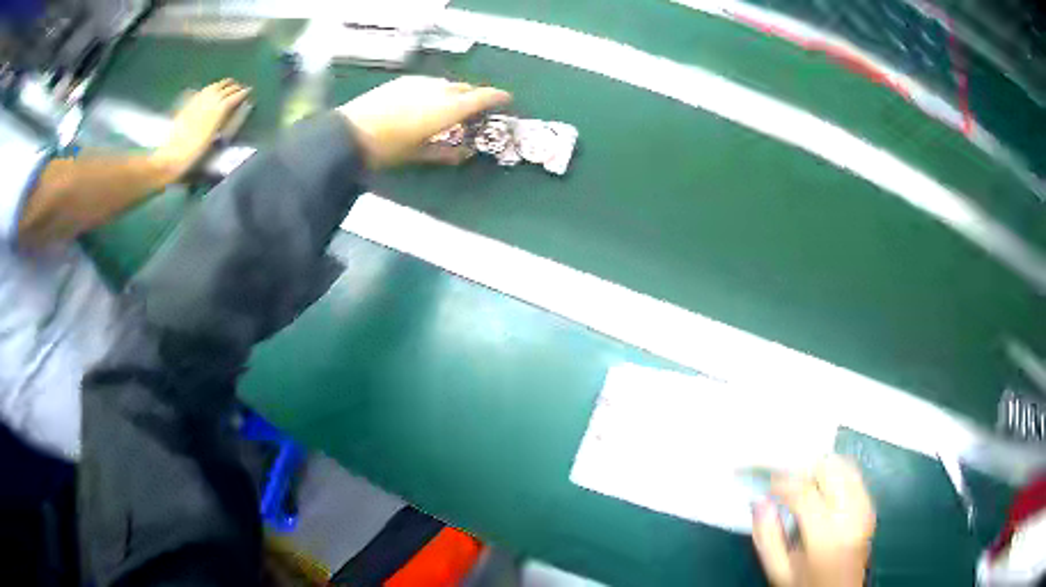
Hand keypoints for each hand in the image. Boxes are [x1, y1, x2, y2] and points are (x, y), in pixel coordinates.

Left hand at [152, 79, 251, 180]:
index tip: (249, 91)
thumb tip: (237, 106)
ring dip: (223, 84)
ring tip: (229, 84)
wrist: (171, 157)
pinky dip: (211, 88)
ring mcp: (197, 102)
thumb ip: (226, 120)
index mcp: (217, 111)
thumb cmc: (193, 154)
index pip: (233, 97)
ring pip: (214, 86)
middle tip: (241, 88)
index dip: (242, 93)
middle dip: (234, 87)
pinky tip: (211, 89)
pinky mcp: (188, 105)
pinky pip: (202, 91)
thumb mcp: (213, 138)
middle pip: (224, 89)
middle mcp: (208, 102)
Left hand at [336, 76, 511, 169]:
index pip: (482, 97)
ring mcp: (419, 83)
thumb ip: (445, 153)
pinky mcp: (402, 81)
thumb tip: (464, 153)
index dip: (497, 97)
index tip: (507, 99)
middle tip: (474, 109)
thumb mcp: (418, 154)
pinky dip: (434, 91)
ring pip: (445, 84)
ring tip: (448, 108)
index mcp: (448, 108)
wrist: (349, 133)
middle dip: (473, 96)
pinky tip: (424, 102)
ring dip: (452, 93)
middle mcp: (438, 90)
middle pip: (464, 88)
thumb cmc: (387, 149)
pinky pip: (427, 83)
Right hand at [752, 457, 875, 586]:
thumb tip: (759, 502)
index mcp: (826, 535)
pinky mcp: (869, 506)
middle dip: (805, 469)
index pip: (804, 492)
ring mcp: (864, 507)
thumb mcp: (779, 570)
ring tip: (804, 483)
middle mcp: (850, 514)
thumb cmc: (806, 584)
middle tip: (786, 480)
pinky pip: (855, 476)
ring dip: (822, 469)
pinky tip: (824, 488)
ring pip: (845, 466)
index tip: (767, 482)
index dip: (782, 481)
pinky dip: (837, 474)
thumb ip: (767, 538)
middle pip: (830, 469)